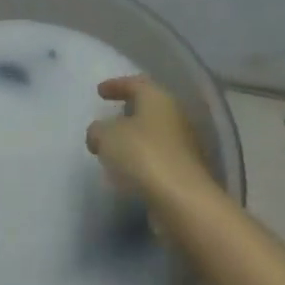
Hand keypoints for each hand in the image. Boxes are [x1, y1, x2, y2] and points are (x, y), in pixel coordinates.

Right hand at [85, 76, 211, 200]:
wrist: (183, 201)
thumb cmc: (143, 156)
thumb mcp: (107, 137)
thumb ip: (98, 130)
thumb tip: (98, 134)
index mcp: (157, 98)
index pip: (135, 83)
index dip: (115, 85)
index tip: (99, 92)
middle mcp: (175, 116)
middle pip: (149, 107)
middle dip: (128, 112)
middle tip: (110, 118)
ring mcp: (184, 145)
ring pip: (155, 134)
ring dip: (136, 138)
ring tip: (116, 148)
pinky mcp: (186, 172)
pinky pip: (160, 157)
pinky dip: (144, 159)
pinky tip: (130, 171)